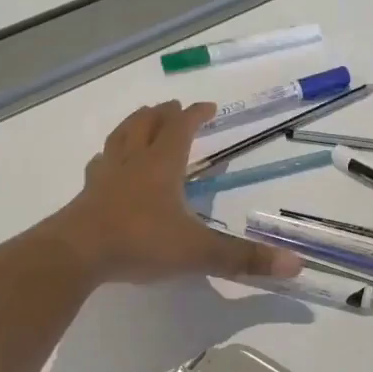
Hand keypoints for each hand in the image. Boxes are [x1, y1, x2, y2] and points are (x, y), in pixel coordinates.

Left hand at [46, 102, 303, 286]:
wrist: (76, 254)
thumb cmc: (140, 242)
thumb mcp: (198, 252)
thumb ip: (243, 258)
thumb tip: (296, 264)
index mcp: (162, 165)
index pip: (182, 128)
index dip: (196, 115)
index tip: (209, 107)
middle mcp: (133, 161)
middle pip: (147, 124)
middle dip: (163, 114)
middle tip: (174, 108)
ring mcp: (106, 176)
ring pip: (120, 137)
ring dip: (134, 125)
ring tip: (141, 121)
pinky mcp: (87, 194)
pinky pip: (100, 164)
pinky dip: (109, 156)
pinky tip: (107, 164)